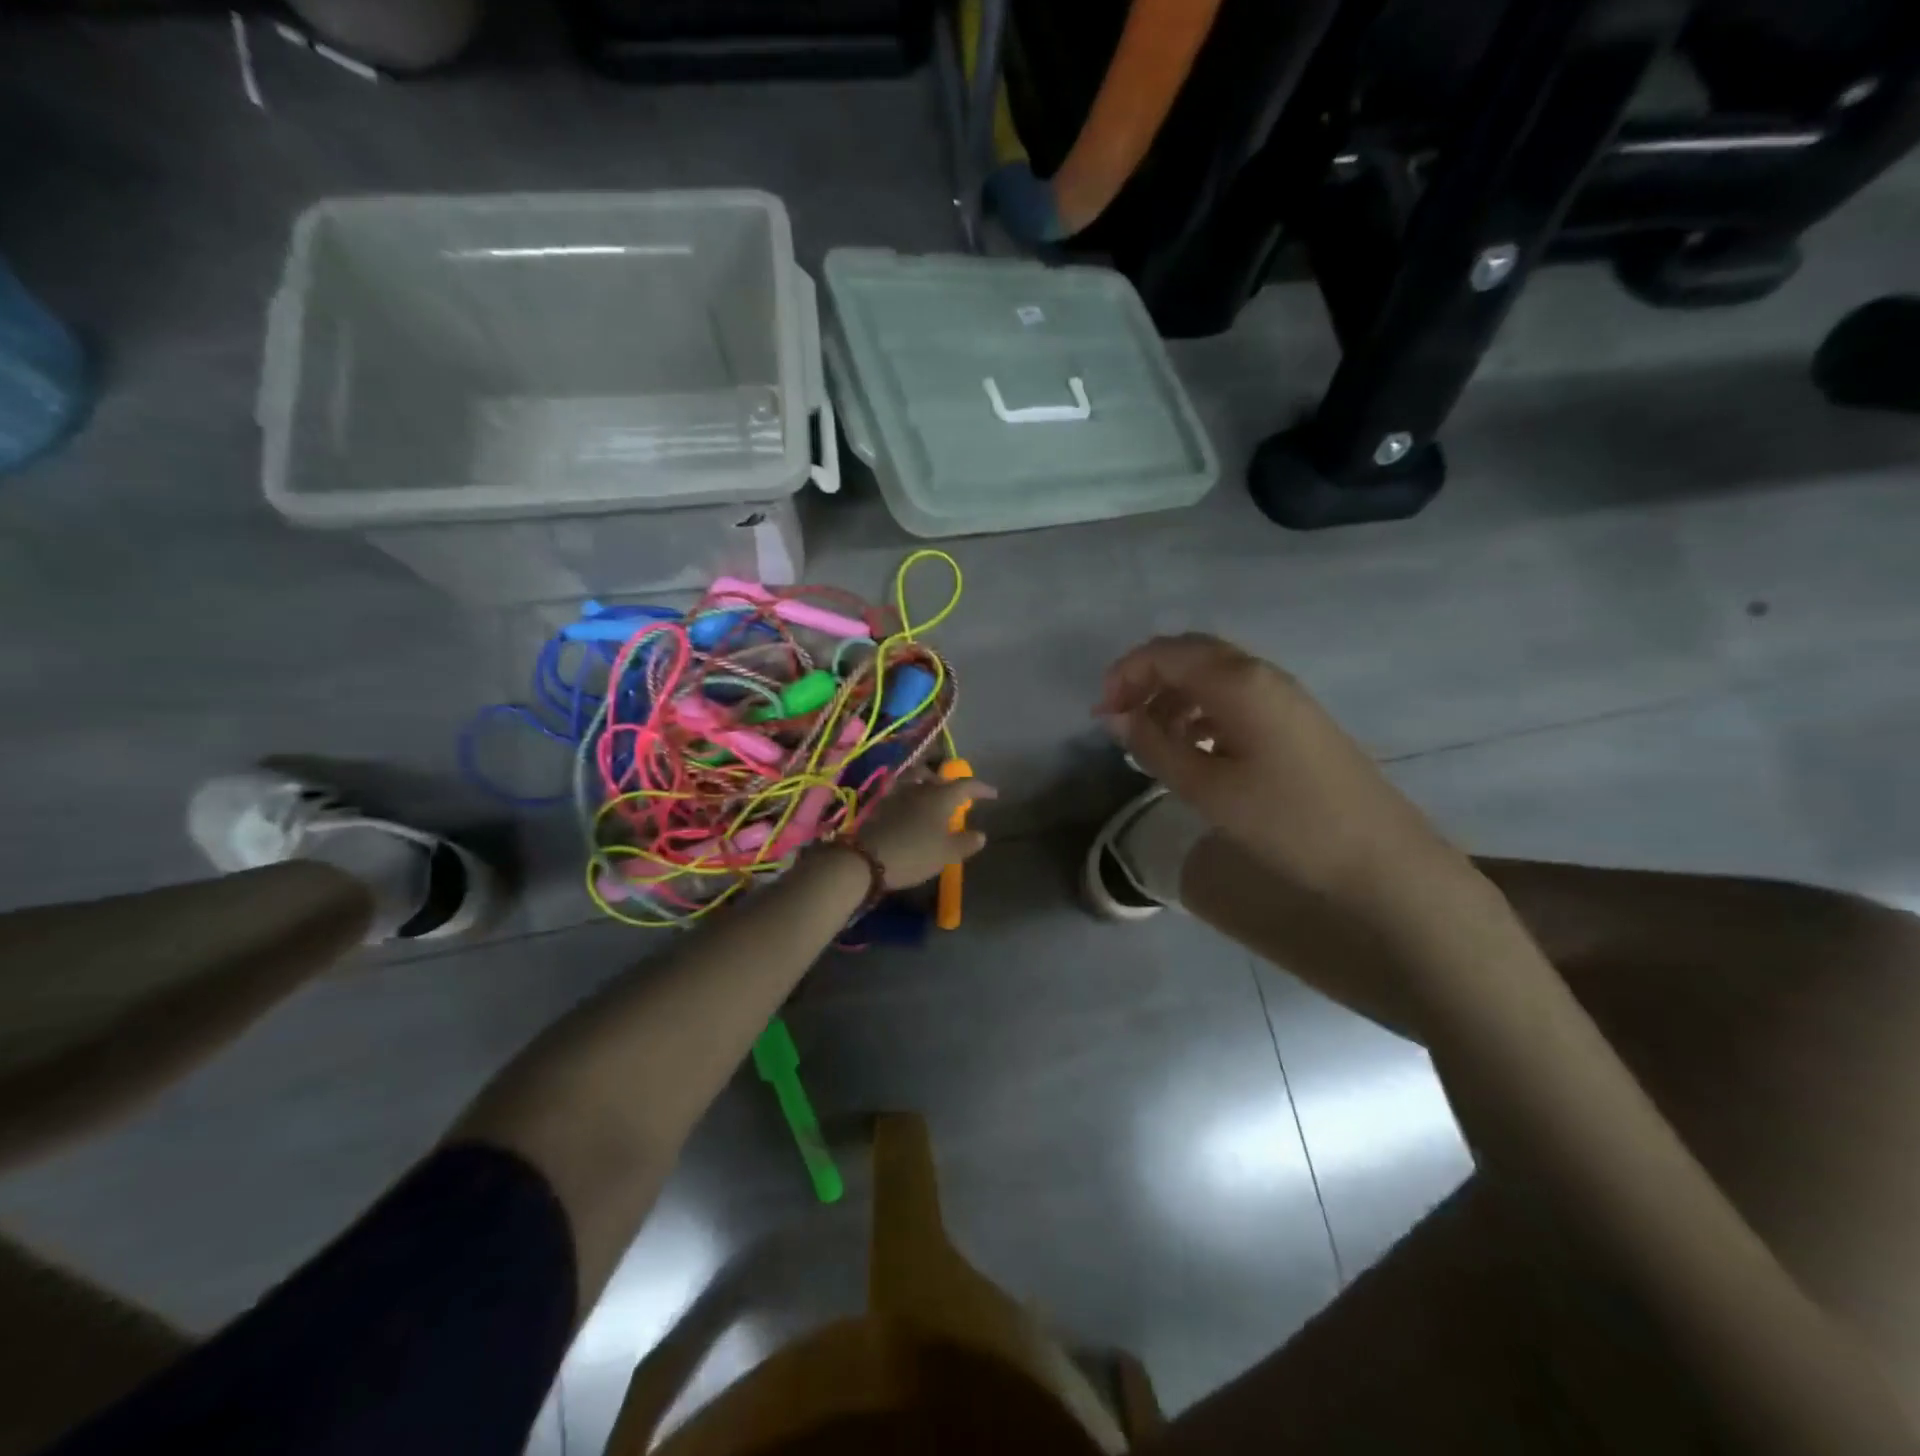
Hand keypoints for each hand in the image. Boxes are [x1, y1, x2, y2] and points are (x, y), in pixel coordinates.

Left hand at [857, 770, 995, 889]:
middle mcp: (920, 788)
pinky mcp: (881, 804)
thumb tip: (980, 834)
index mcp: (941, 796)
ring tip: (933, 796)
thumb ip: (966, 842)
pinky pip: (901, 790)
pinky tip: (911, 807)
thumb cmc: (915, 854)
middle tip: (959, 795)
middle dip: (951, 783)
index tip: (993, 794)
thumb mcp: (947, 853)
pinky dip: (910, 794)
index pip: (966, 785)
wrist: (867, 859)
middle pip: (938, 777)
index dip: (981, 788)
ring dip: (928, 783)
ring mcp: (898, 793)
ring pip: (916, 779)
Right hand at [1098, 634, 1469, 913]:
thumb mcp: (1206, 788)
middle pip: (1190, 655)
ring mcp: (1283, 696)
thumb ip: (1154, 746)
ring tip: (1151, 740)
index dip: (1124, 675)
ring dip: (1173, 697)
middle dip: (1146, 679)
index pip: (1166, 653)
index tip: (1102, 716)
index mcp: (1238, 682)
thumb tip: (1115, 717)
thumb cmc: (1285, 821)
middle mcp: (1261, 675)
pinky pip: (1235, 698)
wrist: (1379, 858)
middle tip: (1120, 719)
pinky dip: (1202, 712)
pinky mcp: (1295, 720)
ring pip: (1213, 676)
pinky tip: (1194, 748)